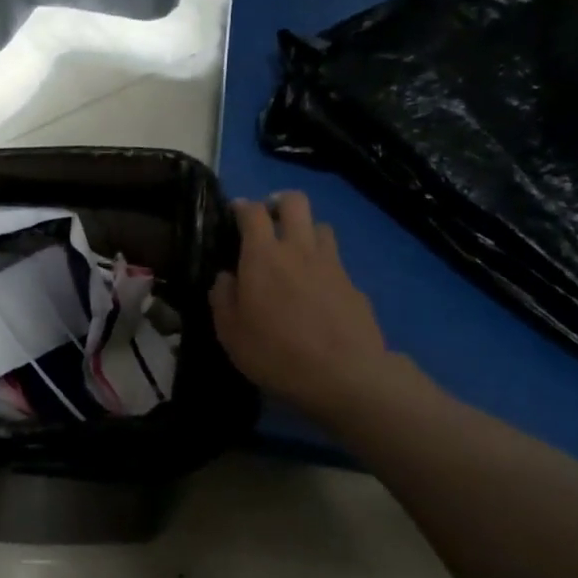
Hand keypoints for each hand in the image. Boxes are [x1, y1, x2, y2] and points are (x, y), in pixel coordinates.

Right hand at [210, 192, 415, 424]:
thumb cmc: (276, 353)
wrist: (344, 375)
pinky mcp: (354, 284)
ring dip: (305, 231)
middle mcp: (299, 249)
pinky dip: (324, 264)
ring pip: (321, 226)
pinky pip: (336, 260)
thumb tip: (225, 277)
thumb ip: (222, 299)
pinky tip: (318, 290)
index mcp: (263, 256)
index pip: (253, 213)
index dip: (242, 207)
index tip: (235, 213)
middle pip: (295, 202)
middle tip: (268, 221)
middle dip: (279, 203)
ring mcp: (331, 264)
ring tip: (295, 252)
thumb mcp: (231, 333)